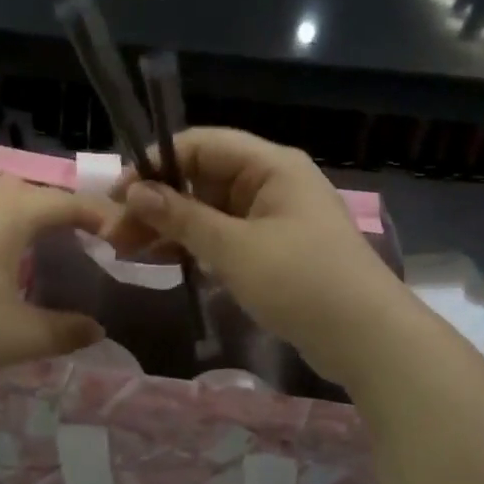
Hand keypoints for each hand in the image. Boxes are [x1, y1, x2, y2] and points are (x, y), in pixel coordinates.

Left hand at [0, 177, 107, 386]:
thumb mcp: (21, 335)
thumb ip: (64, 331)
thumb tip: (96, 331)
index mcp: (9, 213)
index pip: (65, 202)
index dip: (95, 215)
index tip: (116, 232)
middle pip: (24, 190)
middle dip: (52, 207)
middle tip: (71, 235)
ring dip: (13, 216)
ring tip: (25, 248)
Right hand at [105, 129, 413, 383]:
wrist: (367, 338)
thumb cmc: (301, 281)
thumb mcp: (235, 248)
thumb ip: (182, 217)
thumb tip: (135, 192)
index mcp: (270, 165)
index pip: (202, 144)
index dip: (156, 164)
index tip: (119, 194)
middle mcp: (271, 182)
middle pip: (202, 177)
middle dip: (158, 200)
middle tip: (116, 232)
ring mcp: (272, 217)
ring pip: (209, 209)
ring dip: (170, 225)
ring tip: (127, 250)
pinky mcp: (272, 249)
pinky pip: (223, 235)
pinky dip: (193, 244)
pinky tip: (161, 260)